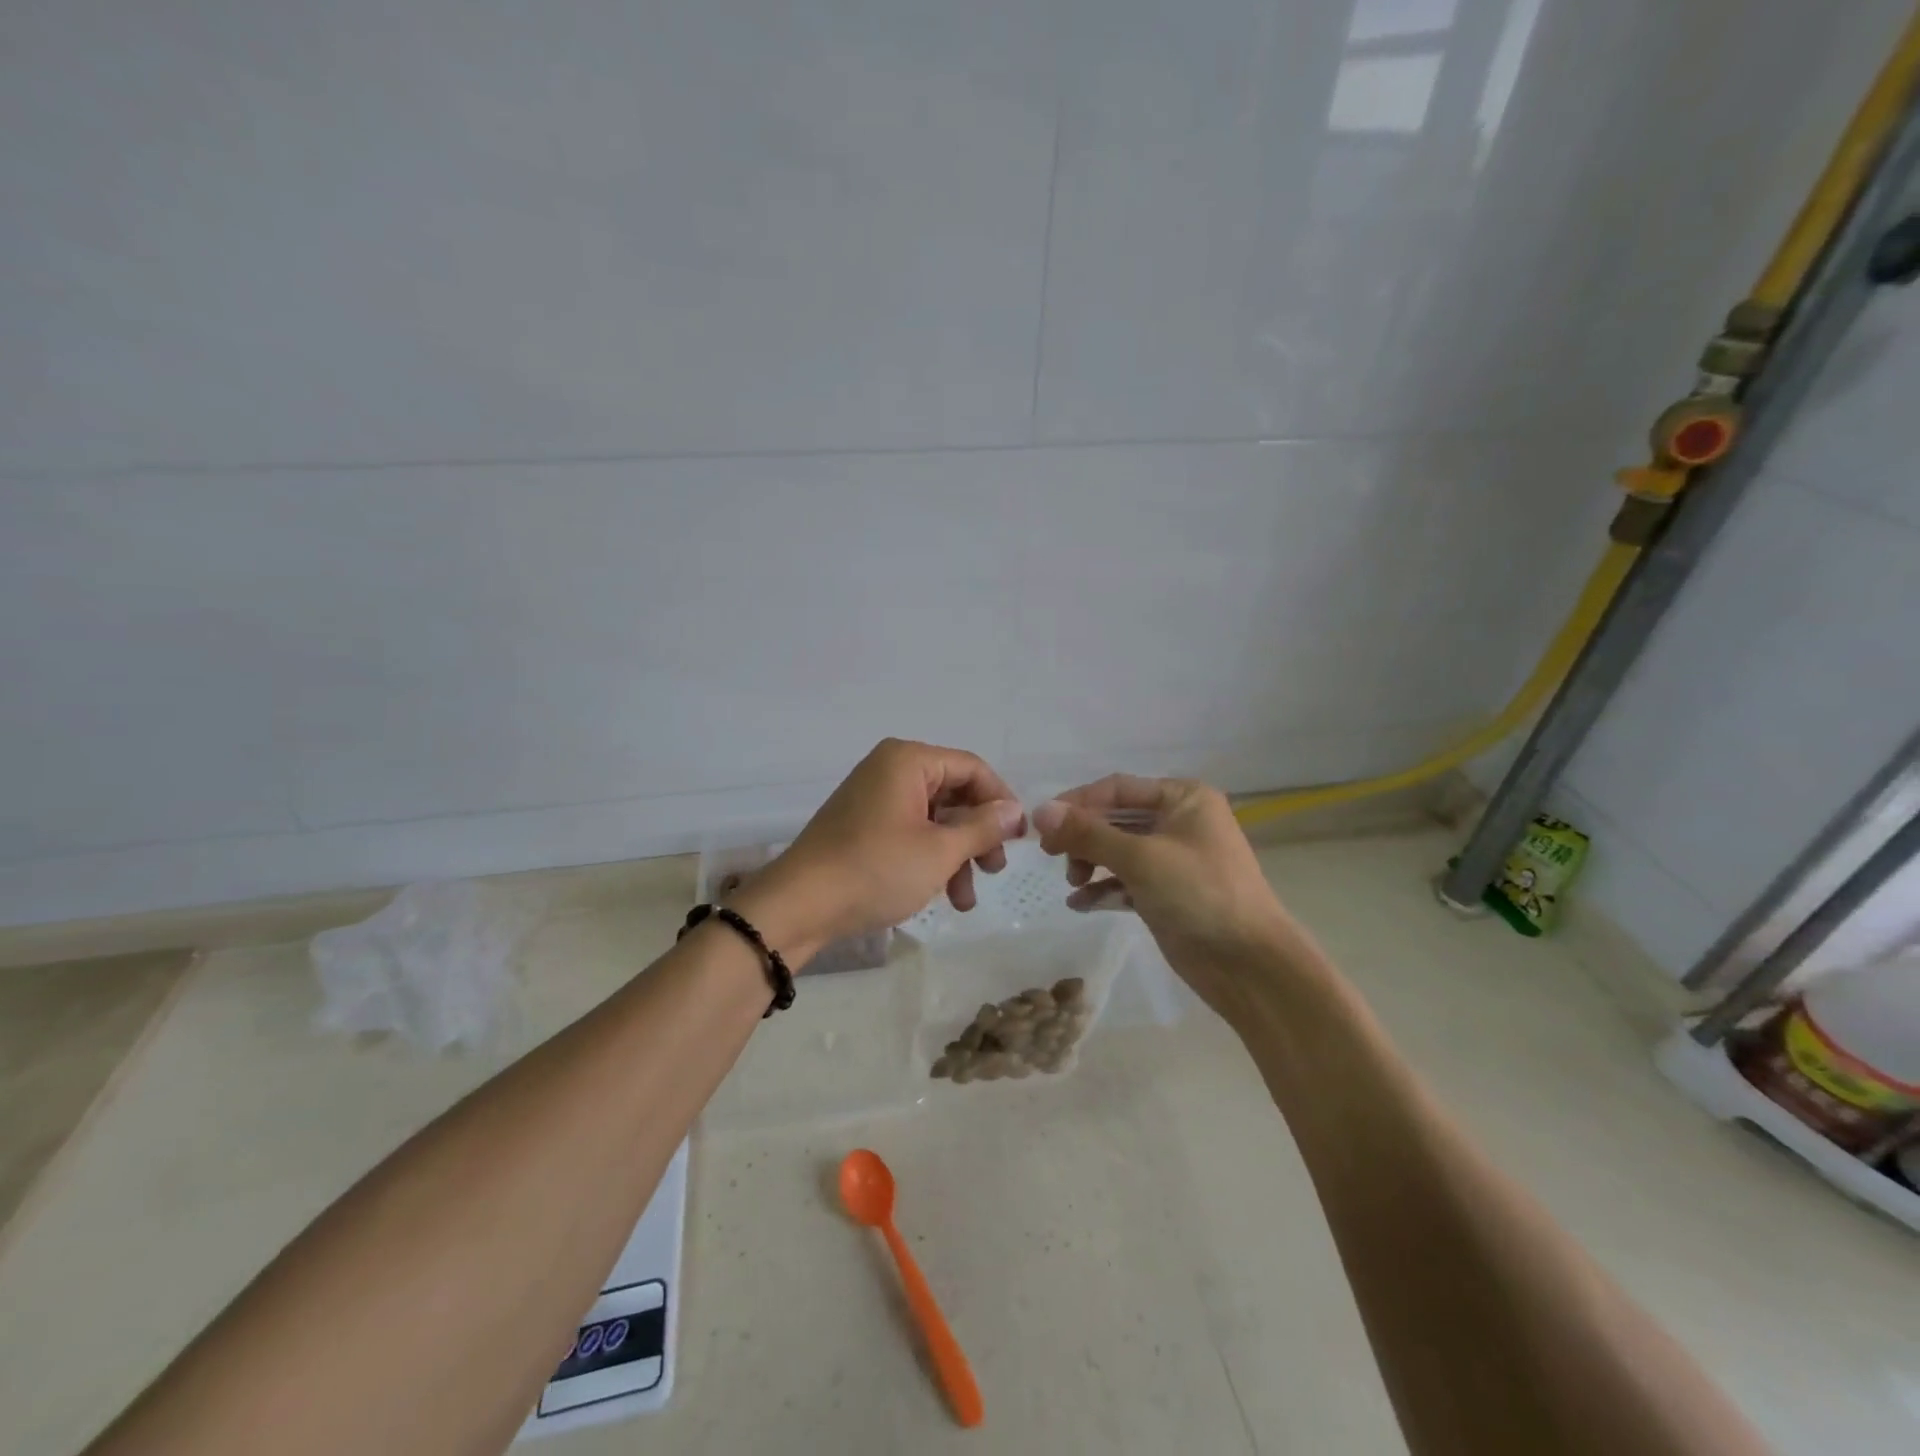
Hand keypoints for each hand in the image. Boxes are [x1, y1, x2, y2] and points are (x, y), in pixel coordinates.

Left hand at [737, 739, 1024, 963]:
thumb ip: (983, 827)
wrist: (799, 906)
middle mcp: (890, 769)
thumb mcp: (939, 851)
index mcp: (908, 760)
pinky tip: (941, 895)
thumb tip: (1014, 811)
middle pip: (953, 793)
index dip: (1001, 801)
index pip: (972, 768)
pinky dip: (930, 859)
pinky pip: (910, 832)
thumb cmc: (876, 869)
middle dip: (978, 835)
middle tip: (996, 869)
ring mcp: (874, 798)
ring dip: (956, 856)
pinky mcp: (862, 825)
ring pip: (934, 819)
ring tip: (966, 901)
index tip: (1020, 839)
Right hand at [1030, 775, 1324, 1017]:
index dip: (1077, 803)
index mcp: (1183, 798)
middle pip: (1115, 818)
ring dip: (1090, 862)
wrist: (1249, 965)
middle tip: (1050, 855)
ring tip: (1073, 882)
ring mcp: (1173, 858)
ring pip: (1117, 850)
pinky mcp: (1166, 892)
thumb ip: (1088, 833)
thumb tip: (1040, 810)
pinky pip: (1125, 880)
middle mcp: (1178, 821)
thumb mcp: (1140, 858)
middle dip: (1082, 837)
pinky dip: (1103, 888)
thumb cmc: (1199, 894)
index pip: (1117, 789)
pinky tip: (1080, 904)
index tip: (1040, 823)